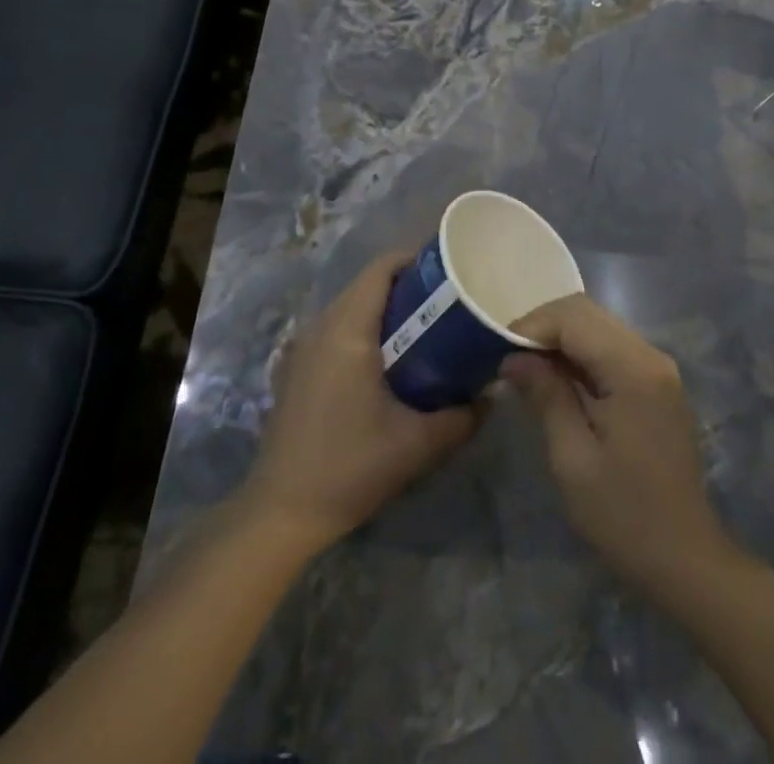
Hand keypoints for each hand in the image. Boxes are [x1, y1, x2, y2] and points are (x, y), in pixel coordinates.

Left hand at [242, 251, 479, 552]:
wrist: (280, 514)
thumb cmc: (350, 468)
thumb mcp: (417, 444)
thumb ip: (462, 416)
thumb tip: (493, 394)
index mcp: (348, 330)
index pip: (382, 269)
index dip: (416, 259)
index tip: (450, 268)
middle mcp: (322, 327)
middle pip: (368, 284)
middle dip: (408, 285)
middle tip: (448, 299)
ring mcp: (304, 348)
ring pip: (351, 306)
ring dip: (386, 308)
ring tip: (427, 326)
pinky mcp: (298, 369)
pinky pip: (337, 329)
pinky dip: (366, 328)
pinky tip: (391, 359)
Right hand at [502, 295, 734, 595]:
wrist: (685, 559)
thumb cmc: (624, 515)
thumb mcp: (572, 458)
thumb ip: (546, 396)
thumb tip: (513, 357)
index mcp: (632, 368)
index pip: (573, 317)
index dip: (531, 325)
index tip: (497, 350)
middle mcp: (650, 354)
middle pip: (587, 313)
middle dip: (543, 327)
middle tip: (508, 358)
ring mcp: (657, 368)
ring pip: (599, 327)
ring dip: (560, 339)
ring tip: (527, 369)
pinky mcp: (657, 383)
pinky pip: (611, 349)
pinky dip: (580, 354)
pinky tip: (558, 381)